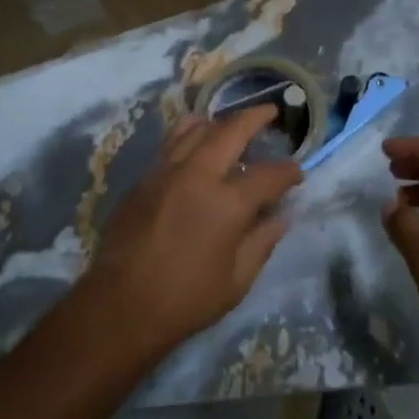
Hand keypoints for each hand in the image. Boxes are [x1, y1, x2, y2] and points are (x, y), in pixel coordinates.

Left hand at [81, 106, 301, 357]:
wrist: (120, 305)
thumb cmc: (185, 299)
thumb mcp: (237, 281)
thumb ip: (262, 242)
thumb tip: (281, 216)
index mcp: (227, 203)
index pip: (269, 175)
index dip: (289, 171)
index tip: (297, 173)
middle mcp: (197, 175)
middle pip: (230, 130)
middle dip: (255, 118)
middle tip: (270, 112)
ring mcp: (165, 172)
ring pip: (194, 128)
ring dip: (218, 121)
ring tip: (230, 123)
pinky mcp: (143, 179)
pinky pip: (170, 144)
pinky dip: (189, 135)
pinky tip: (194, 143)